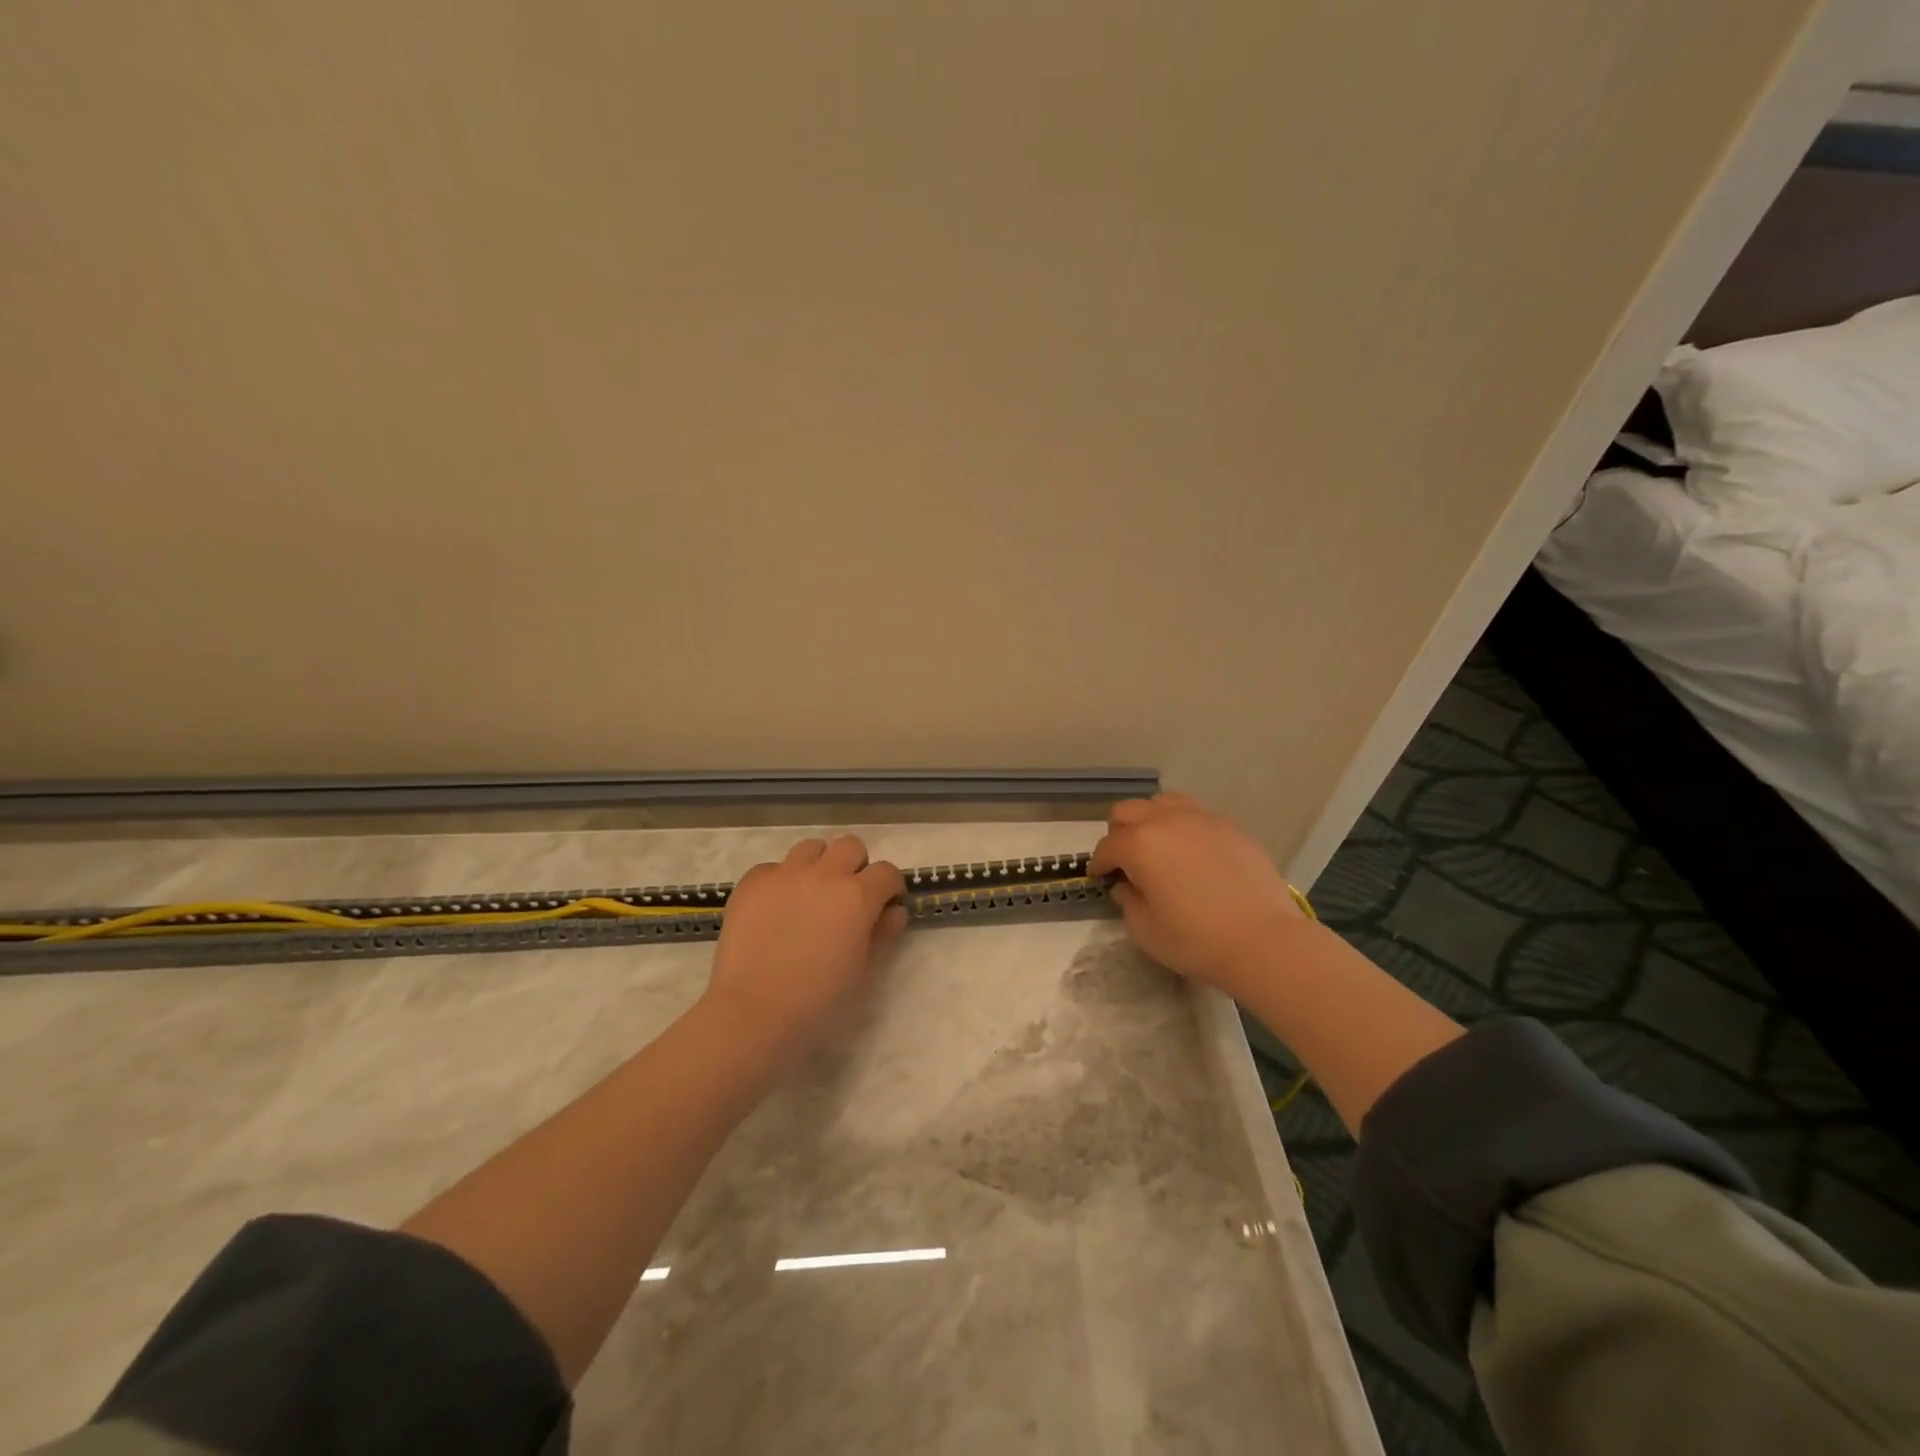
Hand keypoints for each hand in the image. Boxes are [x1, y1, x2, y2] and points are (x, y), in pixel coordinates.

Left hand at [703, 835, 907, 1056]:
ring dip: (819, 865)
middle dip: (855, 866)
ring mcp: (785, 874)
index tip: (884, 906)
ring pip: (811, 847)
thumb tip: (894, 911)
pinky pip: (773, 867)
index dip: (889, 888)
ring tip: (811, 895)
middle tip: (847, 897)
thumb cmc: (819, 1000)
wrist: (754, 1012)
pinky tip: (776, 908)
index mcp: (858, 896)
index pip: (886, 871)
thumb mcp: (864, 972)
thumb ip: (883, 934)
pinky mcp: (752, 882)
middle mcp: (824, 874)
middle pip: (850, 846)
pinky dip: (781, 881)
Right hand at [1088, 794, 1306, 993]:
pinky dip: (1184, 828)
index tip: (1100, 879)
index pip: (1107, 847)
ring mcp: (1202, 819)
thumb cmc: (1195, 940)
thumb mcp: (1144, 930)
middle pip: (1128, 811)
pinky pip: (1196, 815)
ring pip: (1163, 802)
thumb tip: (1127, 885)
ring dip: (1151, 821)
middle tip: (1125, 862)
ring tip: (1159, 848)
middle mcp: (1166, 820)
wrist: (1264, 941)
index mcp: (1139, 844)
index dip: (1098, 864)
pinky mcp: (1231, 827)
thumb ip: (1127, 900)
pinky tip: (1193, 855)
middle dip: (1119, 834)